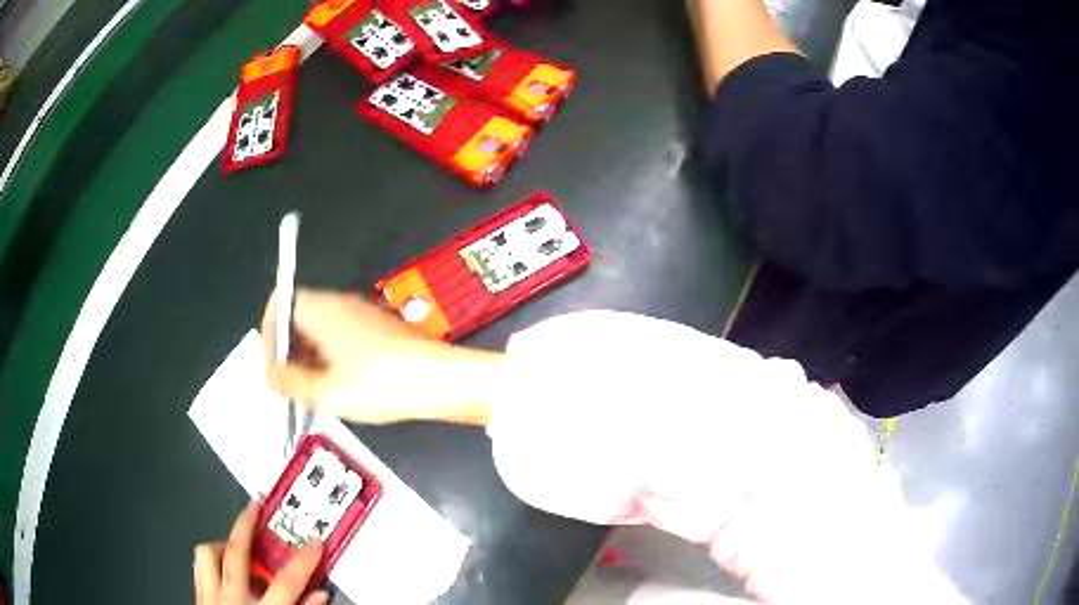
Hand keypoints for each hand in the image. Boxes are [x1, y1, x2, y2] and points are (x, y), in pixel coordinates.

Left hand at [193, 503, 327, 604]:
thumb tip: (320, 595)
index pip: (286, 583)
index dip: (303, 561)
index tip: (315, 542)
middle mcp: (229, 600)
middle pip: (235, 554)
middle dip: (246, 526)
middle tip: (256, 507)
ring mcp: (208, 597)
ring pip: (207, 555)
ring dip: (222, 544)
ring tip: (237, 543)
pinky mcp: (198, 599)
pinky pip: (199, 569)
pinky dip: (211, 562)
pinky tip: (223, 569)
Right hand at [262, 288, 500, 424]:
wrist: (442, 381)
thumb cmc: (379, 384)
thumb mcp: (326, 391)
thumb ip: (288, 382)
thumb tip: (270, 375)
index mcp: (322, 309)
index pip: (279, 304)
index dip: (268, 335)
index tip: (273, 368)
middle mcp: (340, 304)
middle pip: (298, 317)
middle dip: (287, 351)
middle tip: (290, 386)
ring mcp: (361, 315)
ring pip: (319, 330)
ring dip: (308, 358)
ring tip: (313, 392)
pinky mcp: (379, 330)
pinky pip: (341, 338)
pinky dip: (329, 359)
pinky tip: (339, 387)